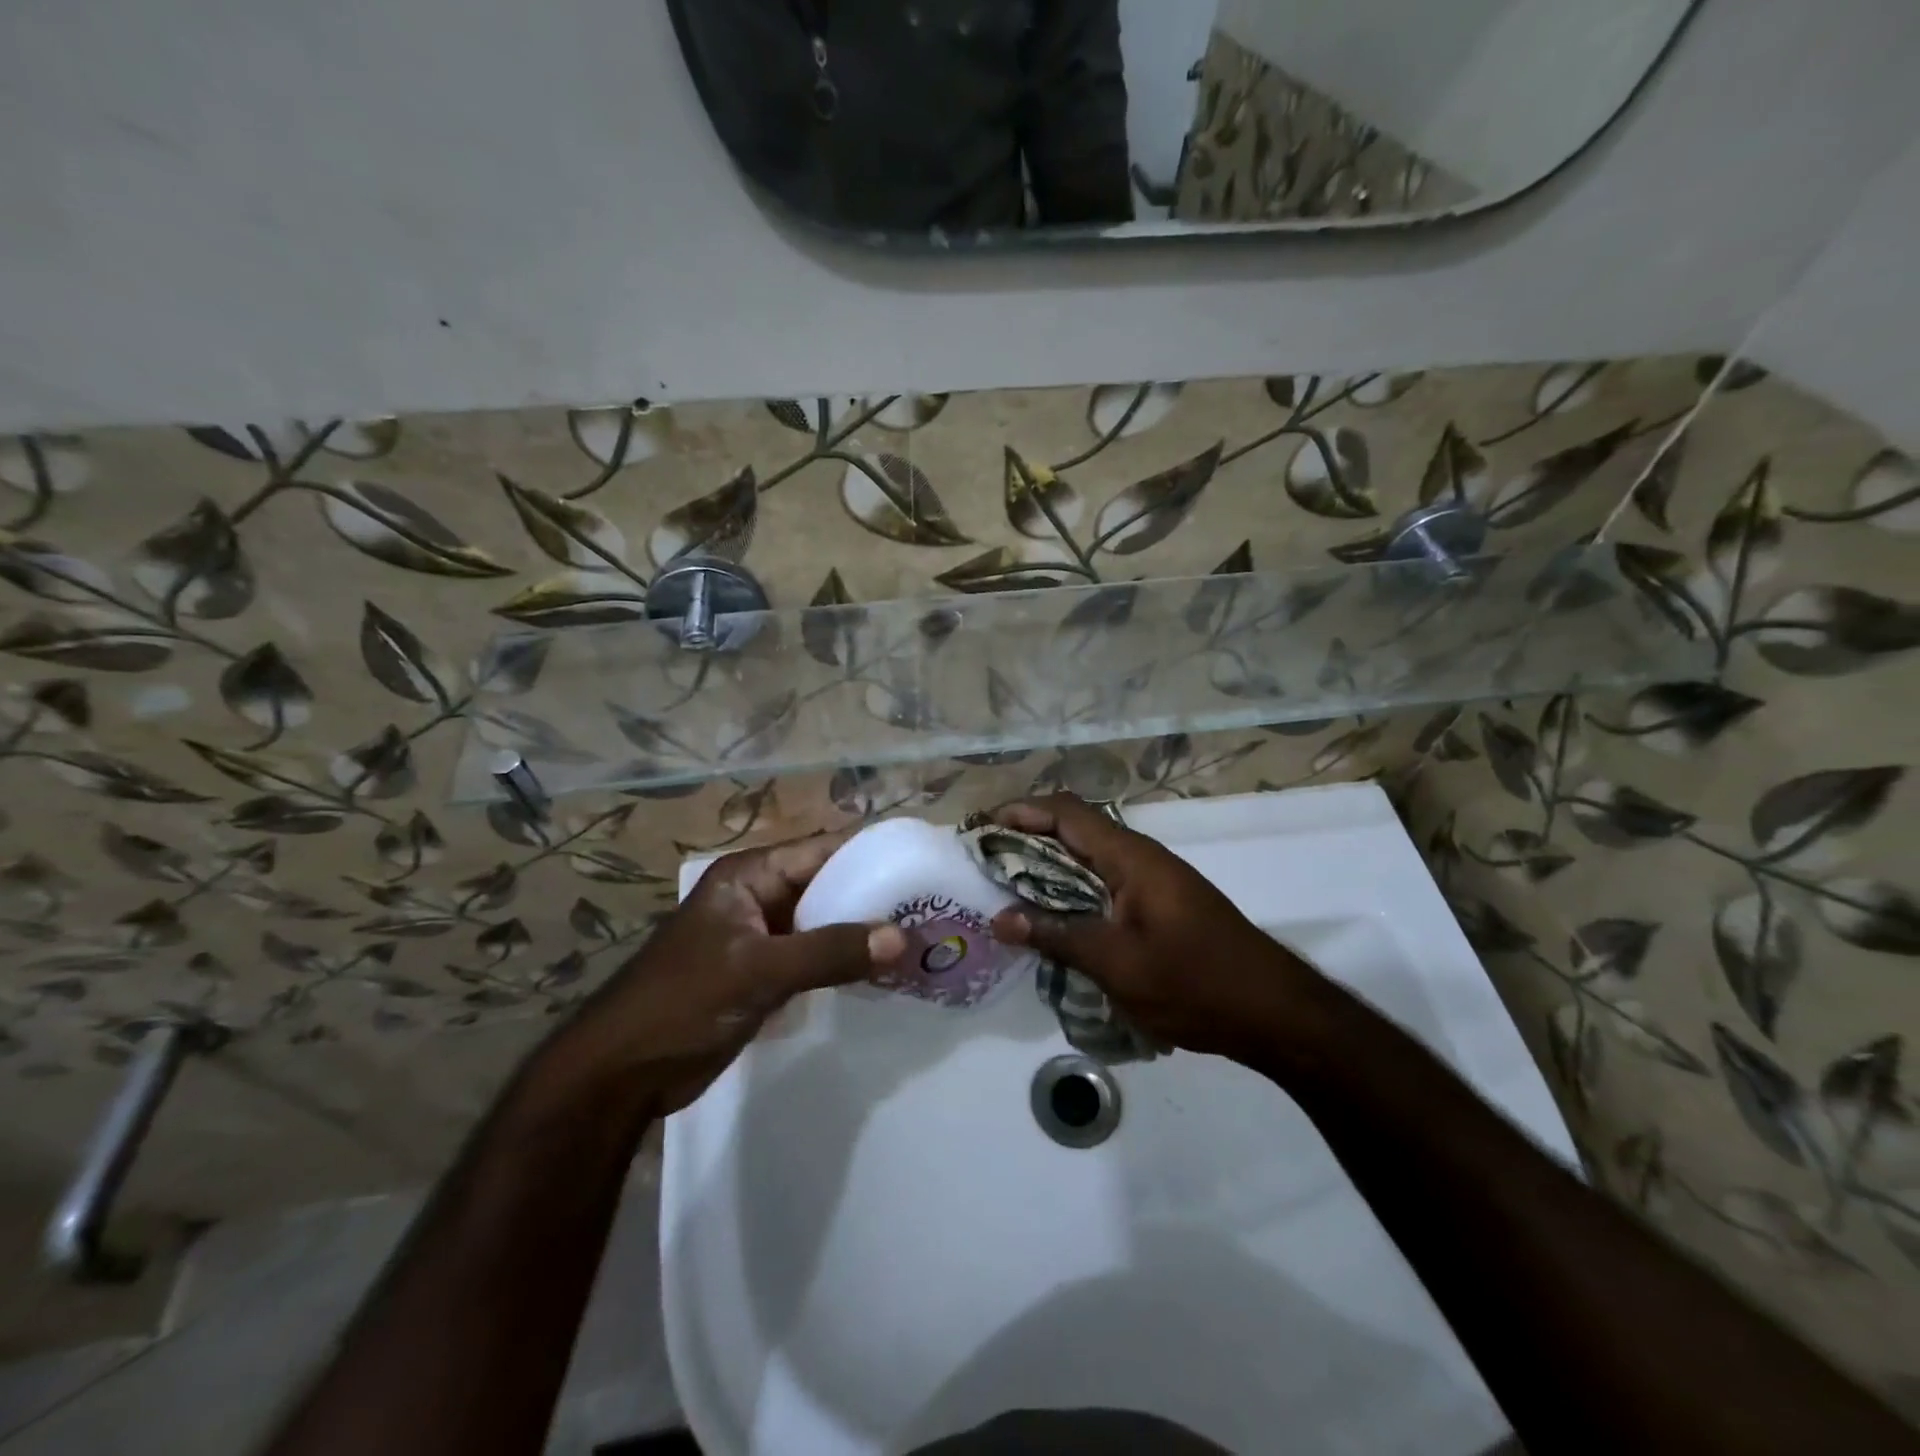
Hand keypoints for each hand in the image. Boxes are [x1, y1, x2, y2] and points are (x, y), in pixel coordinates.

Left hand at [550, 830, 906, 1114]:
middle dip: (874, 897)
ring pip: (825, 923)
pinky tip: (884, 973)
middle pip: (828, 885)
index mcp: (751, 875)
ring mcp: (762, 937)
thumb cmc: (683, 1002)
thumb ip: (830, 951)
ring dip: (863, 932)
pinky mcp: (764, 974)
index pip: (823, 850)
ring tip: (920, 939)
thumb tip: (903, 937)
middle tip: (932, 907)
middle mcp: (760, 897)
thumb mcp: (759, 970)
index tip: (922, 864)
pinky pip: (815, 957)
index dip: (872, 854)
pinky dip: (844, 962)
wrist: (622, 1073)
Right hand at [987, 794, 1333, 1068]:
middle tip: (986, 867)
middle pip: (1075, 831)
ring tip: (1009, 894)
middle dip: (1027, 841)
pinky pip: (1105, 885)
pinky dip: (1073, 893)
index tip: (982, 830)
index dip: (1021, 812)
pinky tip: (1056, 923)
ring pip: (1089, 860)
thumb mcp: (1117, 964)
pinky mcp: (1160, 906)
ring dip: (1049, 870)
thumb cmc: (1195, 982)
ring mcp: (1154, 881)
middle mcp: (1140, 858)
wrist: (1275, 1013)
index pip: (1066, 812)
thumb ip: (1057, 936)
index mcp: (1130, 857)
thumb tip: (1000, 919)